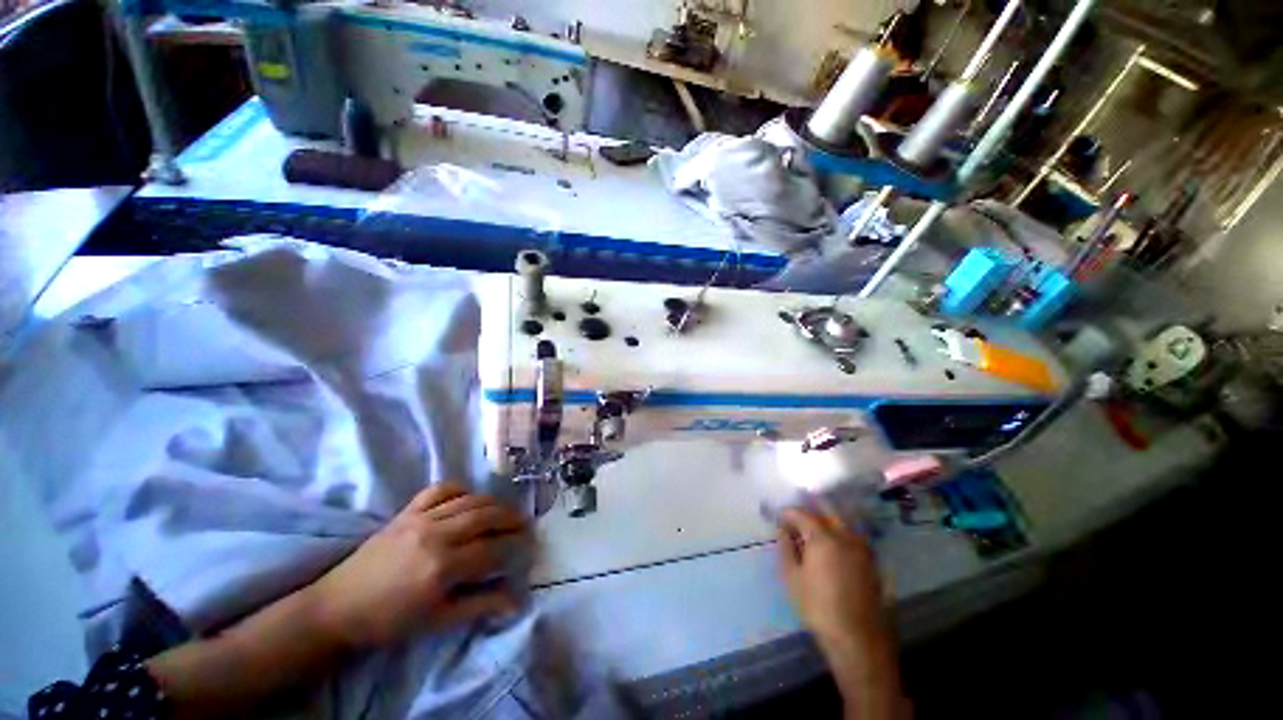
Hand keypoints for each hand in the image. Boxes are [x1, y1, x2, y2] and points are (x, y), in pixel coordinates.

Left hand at [309, 482, 529, 649]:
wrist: (339, 607)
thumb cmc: (391, 621)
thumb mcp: (438, 622)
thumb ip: (480, 605)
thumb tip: (518, 600)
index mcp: (443, 567)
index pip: (493, 549)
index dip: (516, 546)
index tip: (530, 547)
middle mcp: (436, 535)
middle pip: (487, 516)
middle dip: (512, 519)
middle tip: (526, 524)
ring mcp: (421, 518)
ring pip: (471, 500)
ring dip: (495, 503)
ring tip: (506, 512)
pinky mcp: (407, 511)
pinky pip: (441, 489)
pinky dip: (461, 489)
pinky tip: (470, 497)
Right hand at [778, 508, 905, 718]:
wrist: (857, 638)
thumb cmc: (818, 607)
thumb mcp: (791, 578)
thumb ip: (785, 547)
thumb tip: (782, 529)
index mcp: (822, 537)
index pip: (801, 513)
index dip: (787, 512)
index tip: (778, 518)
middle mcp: (845, 535)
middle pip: (828, 508)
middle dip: (811, 504)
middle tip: (799, 512)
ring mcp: (862, 548)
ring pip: (844, 520)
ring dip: (829, 516)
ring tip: (815, 524)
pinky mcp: (872, 562)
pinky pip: (854, 535)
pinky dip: (842, 530)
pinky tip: (834, 541)